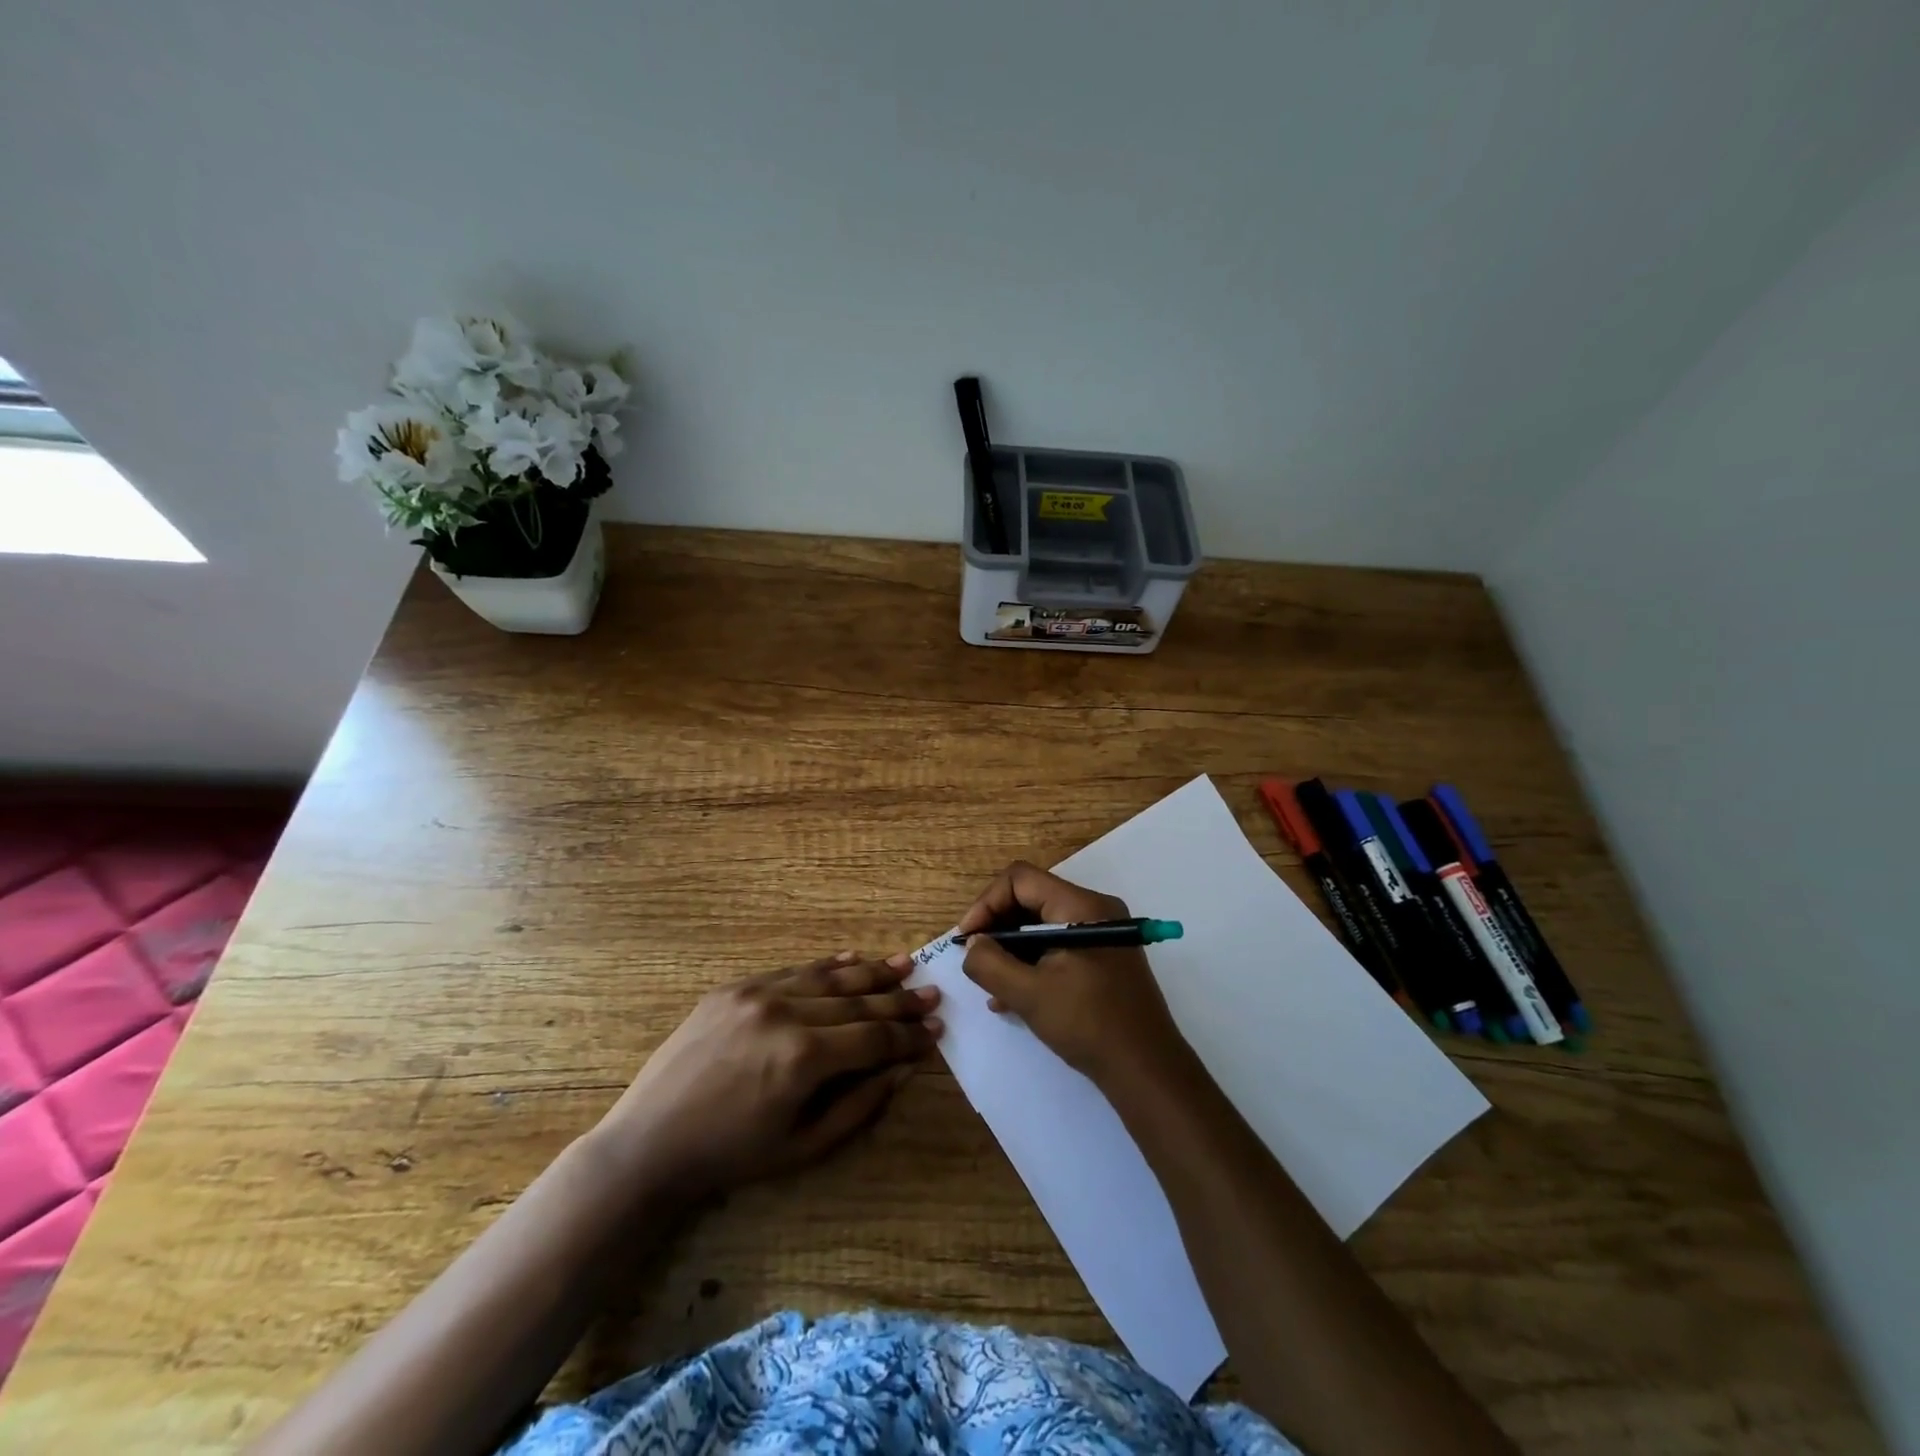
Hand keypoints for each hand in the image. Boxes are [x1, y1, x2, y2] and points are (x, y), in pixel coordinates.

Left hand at [594, 952, 940, 1200]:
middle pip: (858, 1000)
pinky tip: (852, 960)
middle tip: (932, 992)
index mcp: (804, 1058)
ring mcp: (758, 993)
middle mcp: (786, 1013)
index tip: (936, 1029)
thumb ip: (860, 1105)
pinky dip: (827, 967)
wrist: (650, 1142)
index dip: (909, 1035)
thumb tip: (903, 1068)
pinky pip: (792, 971)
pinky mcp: (736, 987)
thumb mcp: (804, 1146)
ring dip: (870, 972)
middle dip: (899, 999)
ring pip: (829, 977)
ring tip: (904, 964)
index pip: (874, 1037)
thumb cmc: (732, 1155)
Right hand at [957, 861, 1188, 1088]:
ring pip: (1041, 925)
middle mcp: (1094, 910)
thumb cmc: (1089, 1025)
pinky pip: (1056, 945)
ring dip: (1011, 950)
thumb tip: (973, 944)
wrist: (1148, 1070)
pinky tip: (1011, 996)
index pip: (1020, 880)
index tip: (967, 940)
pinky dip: (1031, 963)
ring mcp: (1101, 934)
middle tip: (975, 960)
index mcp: (1081, 906)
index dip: (987, 903)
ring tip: (990, 984)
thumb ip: (990, 963)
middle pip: (1031, 899)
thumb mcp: (1029, 995)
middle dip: (997, 927)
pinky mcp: (1102, 958)